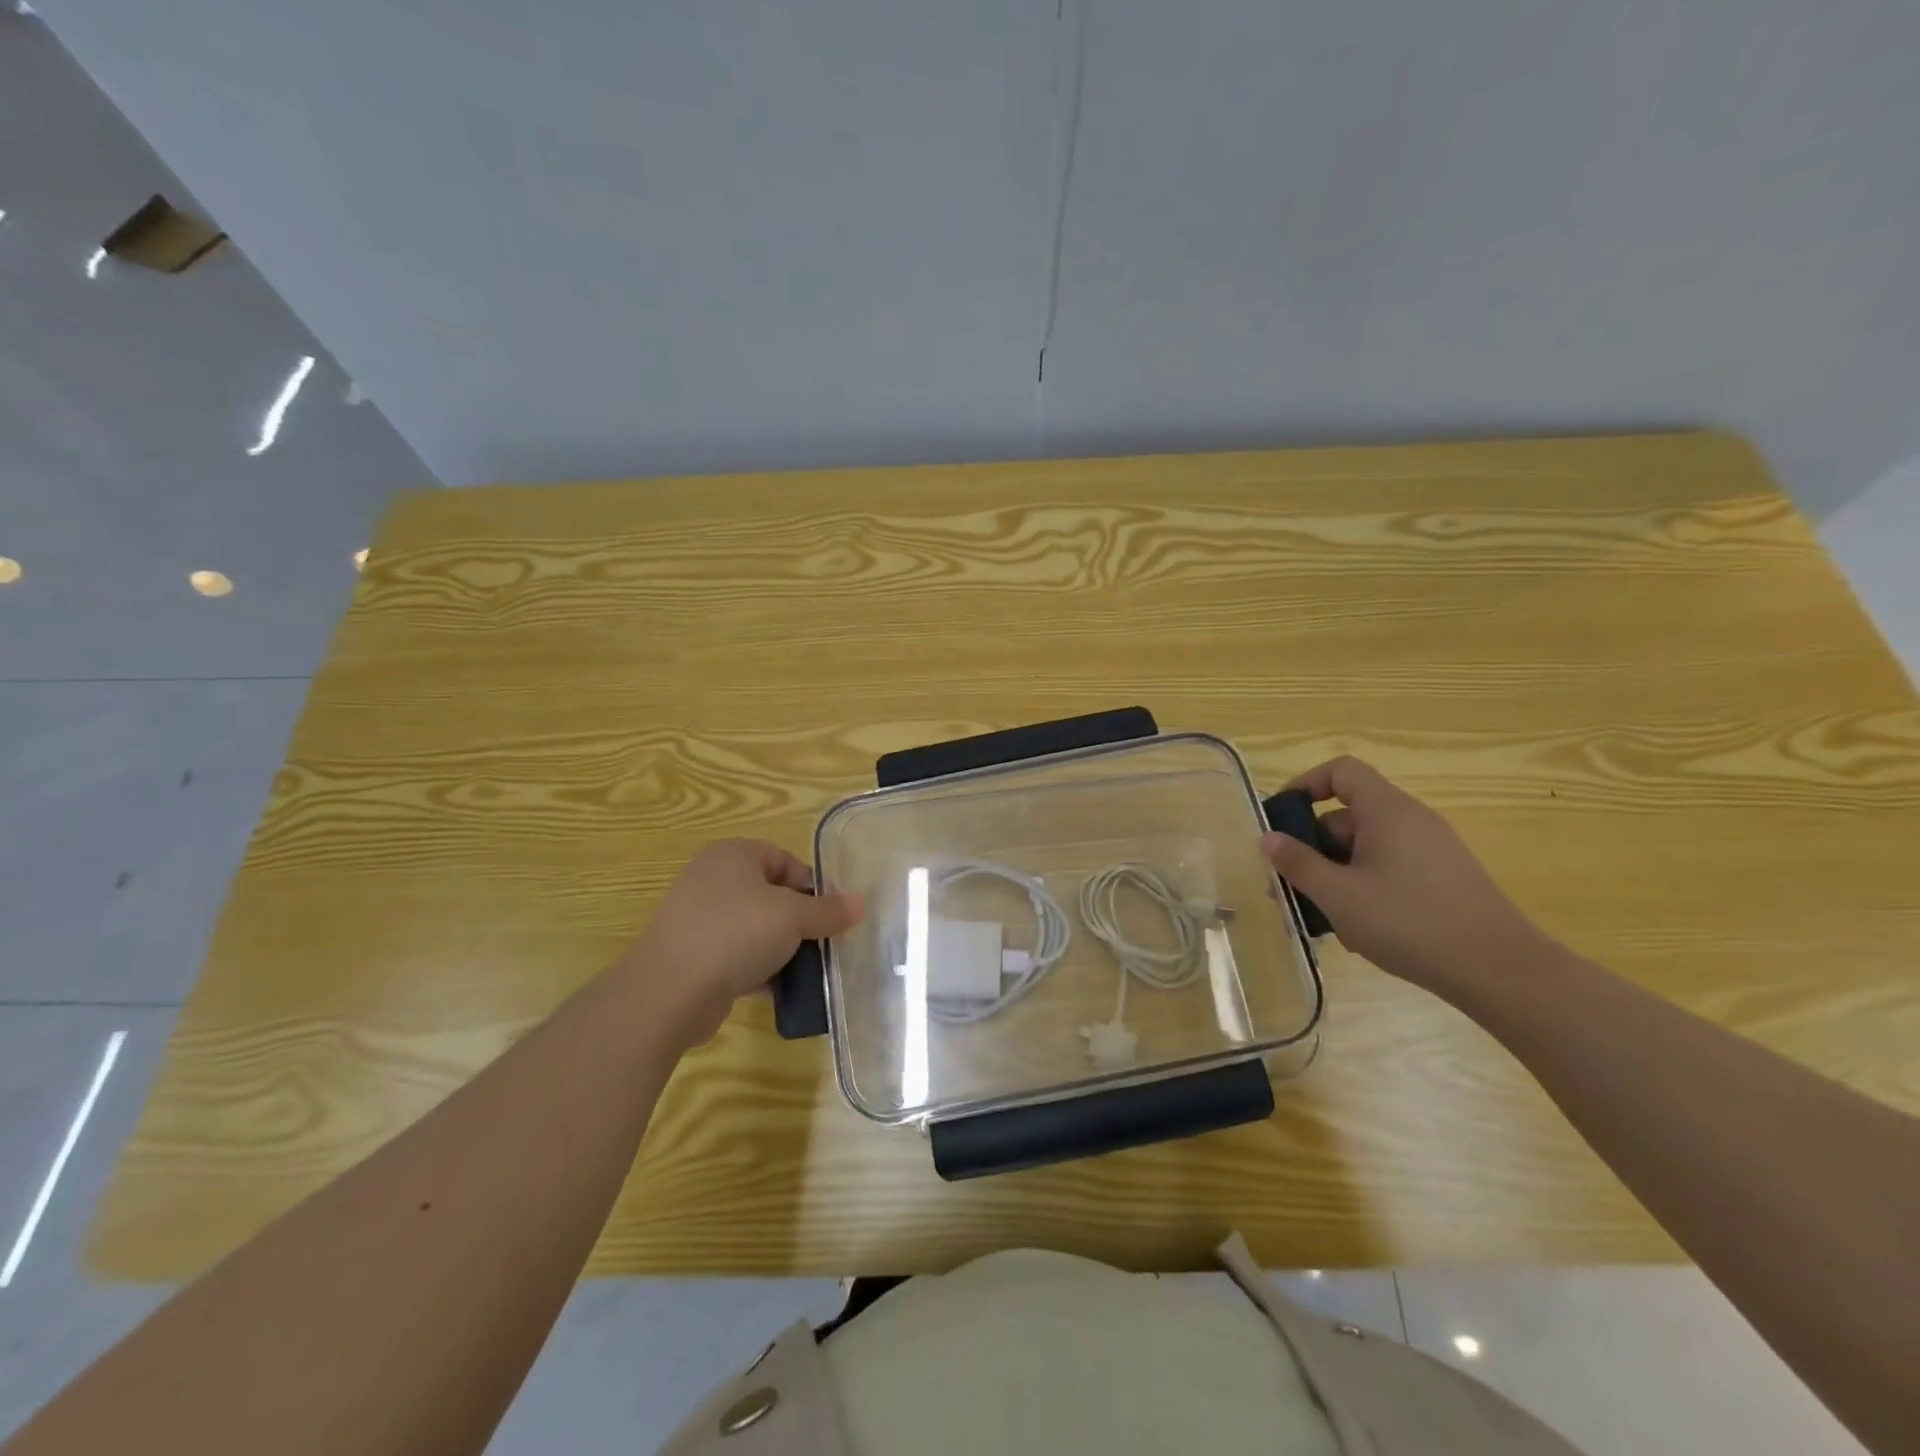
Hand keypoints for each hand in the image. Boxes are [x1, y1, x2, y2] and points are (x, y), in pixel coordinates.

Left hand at [620, 839, 862, 1042]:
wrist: (669, 991)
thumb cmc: (735, 934)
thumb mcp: (793, 917)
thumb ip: (828, 910)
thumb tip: (859, 903)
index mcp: (733, 854)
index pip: (784, 859)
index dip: (811, 885)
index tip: (829, 915)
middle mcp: (711, 878)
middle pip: (770, 894)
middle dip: (798, 920)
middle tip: (821, 943)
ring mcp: (697, 917)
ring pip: (754, 927)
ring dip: (780, 947)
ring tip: (804, 970)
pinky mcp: (691, 954)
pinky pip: (735, 954)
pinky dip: (757, 968)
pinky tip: (777, 989)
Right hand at [1260, 756, 1552, 994]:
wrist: (1500, 970)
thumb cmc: (1409, 922)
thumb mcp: (1339, 895)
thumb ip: (1298, 863)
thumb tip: (1268, 838)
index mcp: (1387, 810)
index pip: (1342, 771)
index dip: (1307, 784)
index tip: (1282, 817)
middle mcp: (1412, 820)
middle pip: (1350, 814)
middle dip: (1315, 844)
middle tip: (1292, 883)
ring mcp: (1433, 850)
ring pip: (1368, 846)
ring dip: (1337, 871)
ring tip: (1323, 913)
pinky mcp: (1445, 878)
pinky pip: (1391, 867)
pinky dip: (1366, 885)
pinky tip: (1361, 926)